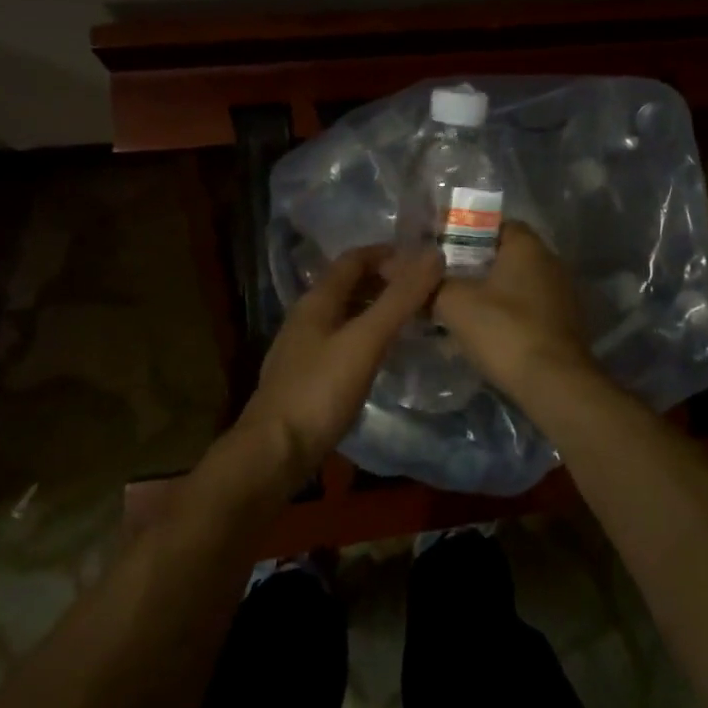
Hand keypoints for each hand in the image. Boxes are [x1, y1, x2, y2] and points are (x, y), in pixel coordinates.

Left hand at [236, 245, 442, 485]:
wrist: (273, 454)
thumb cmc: (319, 391)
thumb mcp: (365, 341)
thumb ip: (399, 299)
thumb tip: (434, 254)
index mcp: (317, 300)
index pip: (354, 259)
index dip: (388, 253)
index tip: (424, 260)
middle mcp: (307, 318)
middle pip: (350, 285)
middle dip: (386, 281)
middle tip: (426, 289)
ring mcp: (305, 349)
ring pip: (347, 315)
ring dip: (379, 310)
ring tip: (415, 319)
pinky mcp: (308, 378)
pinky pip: (344, 342)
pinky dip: (369, 337)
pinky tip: (386, 355)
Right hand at [432, 221, 597, 406]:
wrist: (555, 384)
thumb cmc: (505, 331)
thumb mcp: (456, 303)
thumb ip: (432, 284)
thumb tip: (409, 273)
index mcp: (528, 245)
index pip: (493, 224)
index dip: (463, 234)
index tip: (438, 252)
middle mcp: (550, 262)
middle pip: (503, 256)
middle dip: (472, 268)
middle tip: (440, 283)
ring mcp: (561, 294)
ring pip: (514, 285)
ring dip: (487, 296)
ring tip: (454, 312)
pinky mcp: (563, 324)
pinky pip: (526, 310)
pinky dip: (504, 317)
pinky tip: (481, 335)